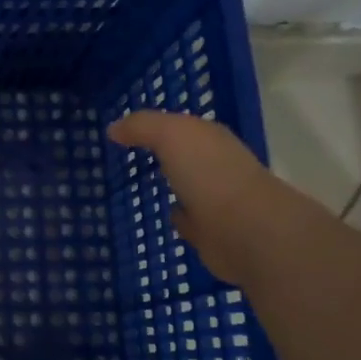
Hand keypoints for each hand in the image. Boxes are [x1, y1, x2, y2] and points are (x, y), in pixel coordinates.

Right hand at [107, 111, 277, 279]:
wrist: (247, 231)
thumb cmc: (209, 174)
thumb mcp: (171, 135)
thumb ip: (142, 126)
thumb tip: (113, 129)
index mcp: (210, 139)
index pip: (181, 126)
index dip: (155, 126)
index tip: (125, 130)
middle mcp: (216, 166)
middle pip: (184, 156)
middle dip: (163, 154)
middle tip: (127, 156)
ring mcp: (216, 201)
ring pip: (185, 187)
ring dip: (170, 186)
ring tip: (139, 186)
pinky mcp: (212, 233)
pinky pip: (187, 220)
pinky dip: (177, 217)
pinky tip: (161, 215)